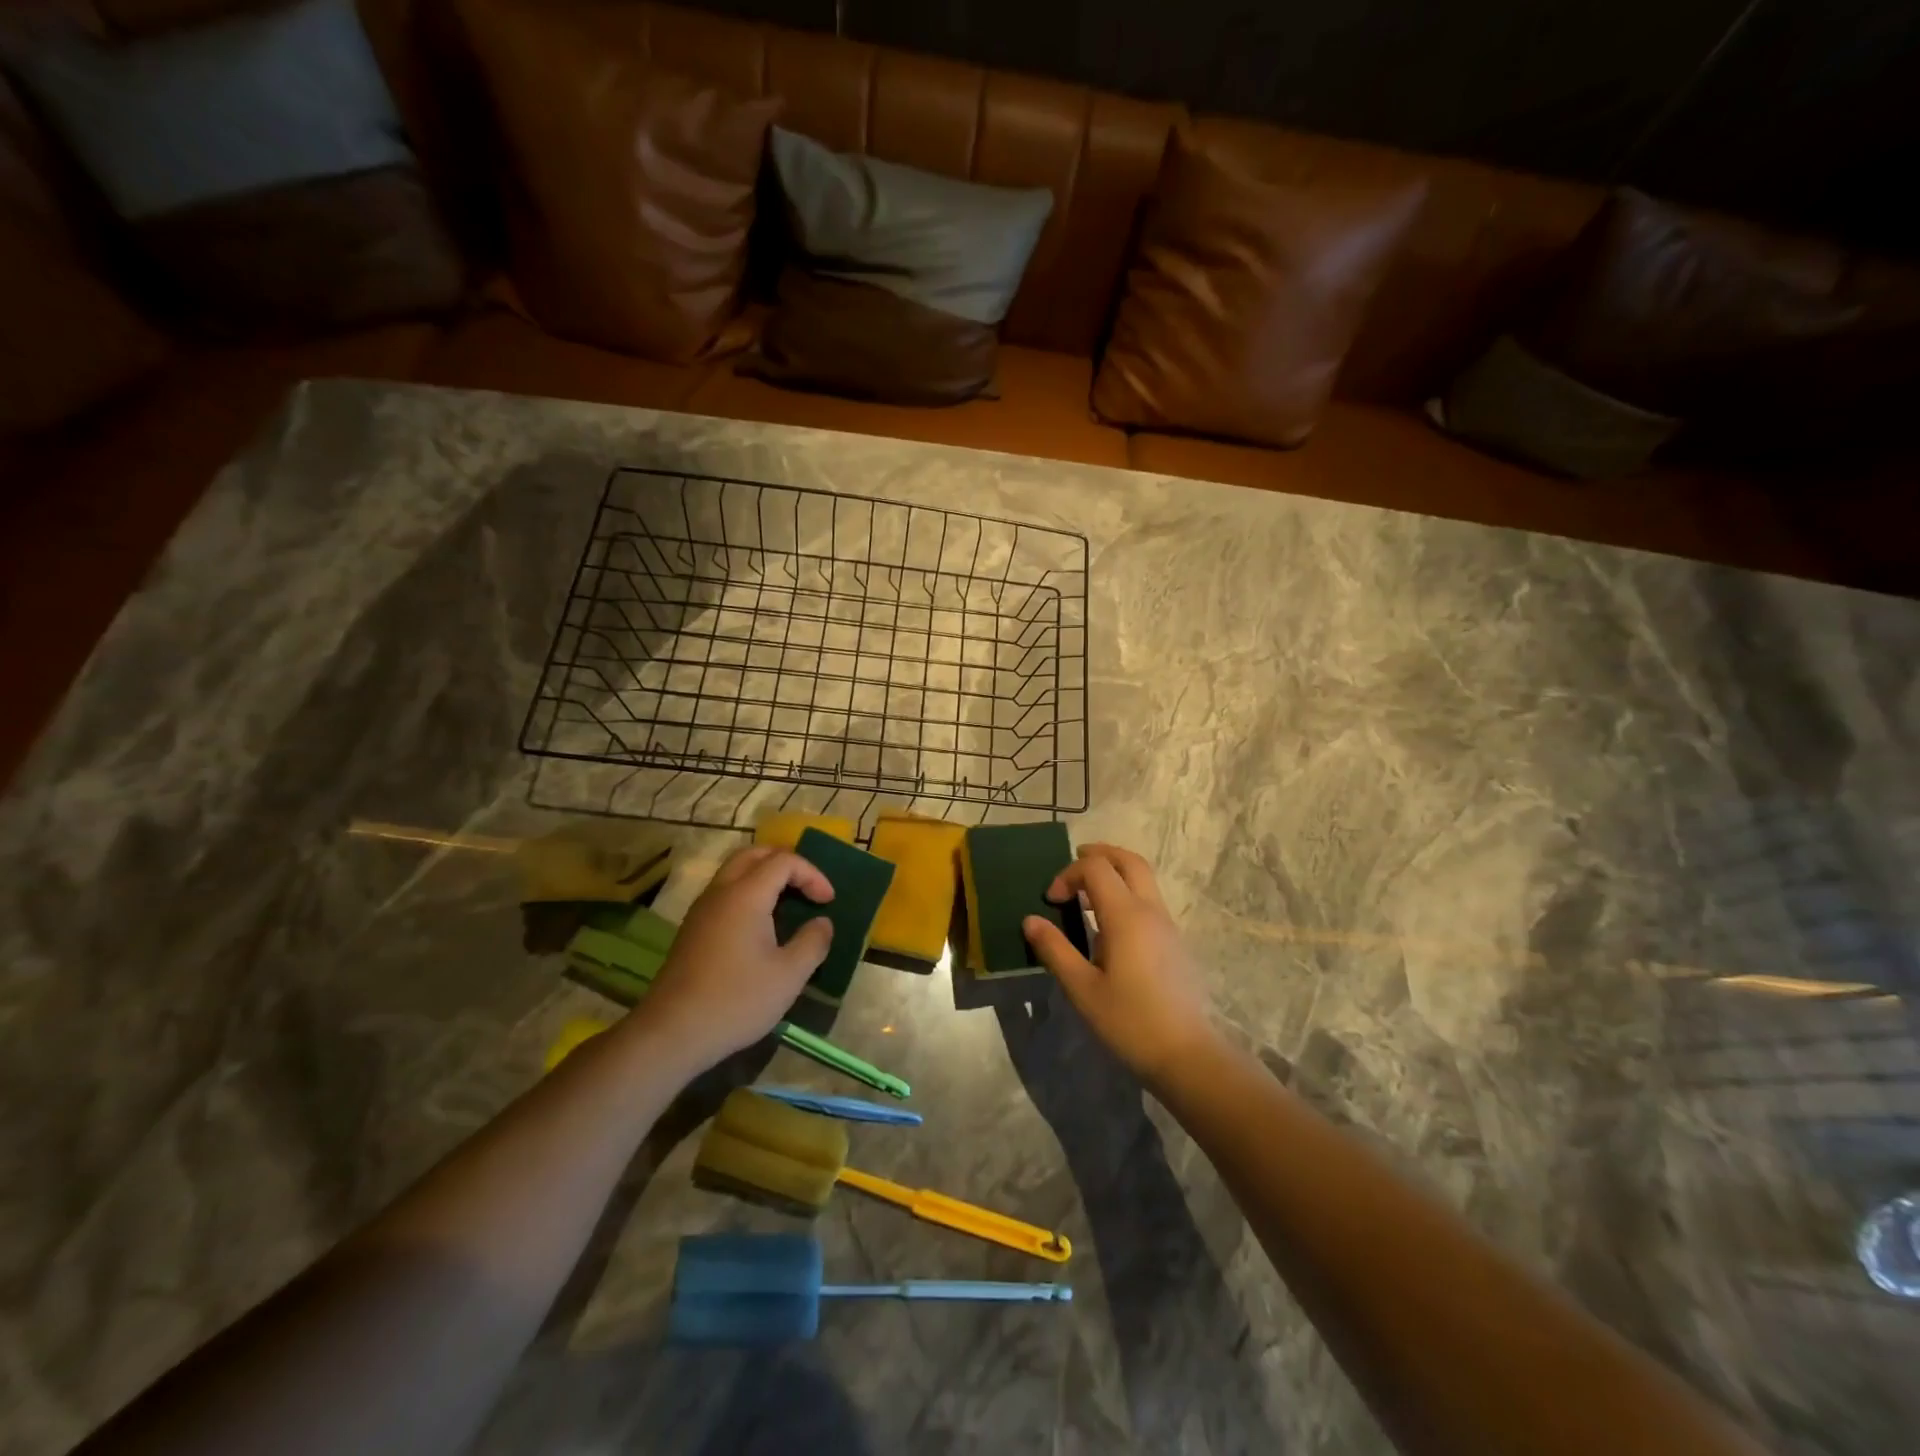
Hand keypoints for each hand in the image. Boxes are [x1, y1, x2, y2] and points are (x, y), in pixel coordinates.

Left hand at [626, 846, 834, 1071]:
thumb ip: (813, 942)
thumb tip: (822, 923)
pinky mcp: (692, 928)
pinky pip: (725, 891)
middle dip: (786, 862)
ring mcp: (702, 909)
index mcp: (746, 895)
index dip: (812, 874)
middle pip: (754, 854)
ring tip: (788, 901)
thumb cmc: (736, 1000)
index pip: (784, 861)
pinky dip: (748, 891)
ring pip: (735, 870)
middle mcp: (721, 891)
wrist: (672, 1033)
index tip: (828, 902)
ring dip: (765, 874)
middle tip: (808, 886)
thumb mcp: (789, 975)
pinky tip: (761, 924)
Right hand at [1022, 843, 1218, 1084]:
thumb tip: (1030, 920)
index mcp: (1126, 915)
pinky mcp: (1174, 941)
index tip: (1051, 901)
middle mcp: (1150, 910)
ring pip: (1143, 878)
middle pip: (1128, 860)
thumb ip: (1055, 949)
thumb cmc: (1130, 1021)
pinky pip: (1149, 899)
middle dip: (1099, 854)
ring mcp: (1167, 924)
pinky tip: (1109, 924)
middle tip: (1074, 863)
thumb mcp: (1082, 988)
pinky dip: (1127, 892)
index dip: (1068, 874)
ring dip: (1115, 872)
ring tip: (1087, 893)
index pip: (1095, 868)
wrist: (1187, 1054)